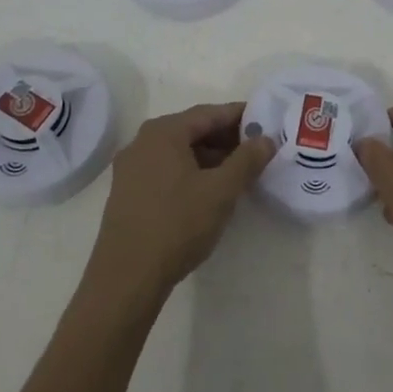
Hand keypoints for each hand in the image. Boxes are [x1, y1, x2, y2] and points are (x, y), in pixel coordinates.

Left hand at [85, 102, 274, 304]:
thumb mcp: (221, 191)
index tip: (265, 121)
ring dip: (209, 157)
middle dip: (225, 138)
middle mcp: (142, 142)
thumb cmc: (177, 225)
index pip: (209, 113)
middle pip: (192, 130)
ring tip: (237, 174)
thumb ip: (247, 160)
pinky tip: (207, 192)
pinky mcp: (127, 193)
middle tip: (256, 150)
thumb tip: (266, 139)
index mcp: (163, 132)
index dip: (240, 116)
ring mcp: (130, 168)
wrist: (126, 278)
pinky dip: (190, 172)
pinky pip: (165, 170)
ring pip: (178, 152)